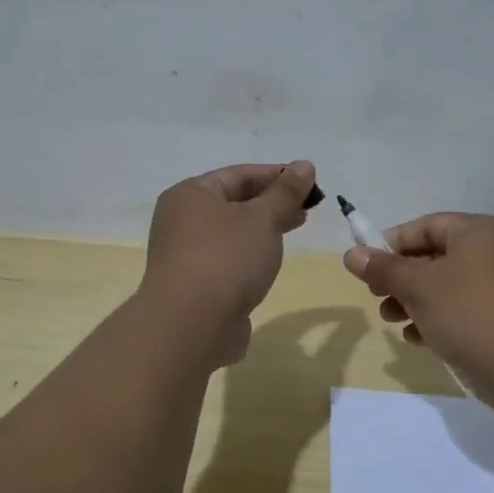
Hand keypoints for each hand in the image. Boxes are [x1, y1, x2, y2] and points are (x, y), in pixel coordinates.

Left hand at [142, 161, 316, 365]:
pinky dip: (250, 257)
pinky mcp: (194, 286)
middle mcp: (181, 220)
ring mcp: (185, 255)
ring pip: (231, 233)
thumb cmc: (226, 259)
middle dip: (272, 203)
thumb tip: (304, 165)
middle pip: (234, 202)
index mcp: (191, 194)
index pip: (240, 174)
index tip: (312, 183)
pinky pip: (227, 261)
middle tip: (308, 209)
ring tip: (294, 231)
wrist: (190, 326)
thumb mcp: (263, 219)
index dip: (278, 175)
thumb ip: (285, 193)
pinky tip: (269, 264)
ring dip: (262, 230)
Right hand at [344, 213, 493, 408]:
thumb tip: (351, 253)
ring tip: (392, 321)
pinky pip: (462, 310)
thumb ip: (384, 269)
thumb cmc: (472, 314)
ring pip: (446, 287)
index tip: (365, 267)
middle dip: (400, 278)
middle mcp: (493, 252)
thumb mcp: (419, 287)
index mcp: (477, 232)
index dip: (391, 243)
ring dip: (414, 302)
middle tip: (376, 297)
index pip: (425, 225)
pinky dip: (437, 320)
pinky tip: (417, 339)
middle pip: (435, 256)